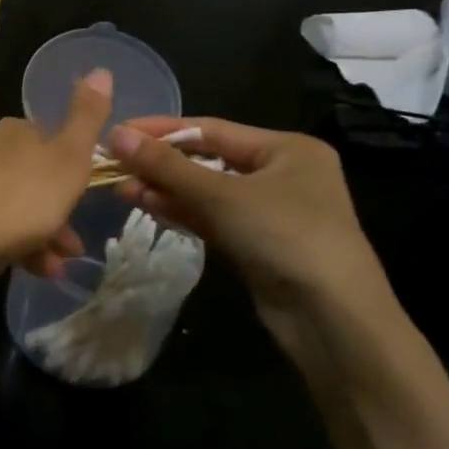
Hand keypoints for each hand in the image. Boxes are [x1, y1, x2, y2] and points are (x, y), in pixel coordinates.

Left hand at [0, 70, 113, 281]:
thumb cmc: (18, 199)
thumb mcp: (68, 160)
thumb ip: (86, 119)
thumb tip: (100, 70)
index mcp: (16, 133)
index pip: (50, 146)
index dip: (70, 179)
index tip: (83, 210)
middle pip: (26, 182)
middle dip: (52, 218)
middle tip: (68, 252)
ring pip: (2, 208)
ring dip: (29, 239)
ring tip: (46, 271)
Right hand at [107, 117, 409, 372]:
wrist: (333, 320)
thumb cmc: (286, 237)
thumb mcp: (223, 196)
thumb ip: (167, 166)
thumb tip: (116, 135)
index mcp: (287, 148)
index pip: (212, 129)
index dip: (162, 129)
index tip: (119, 131)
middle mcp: (282, 174)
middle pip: (209, 160)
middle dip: (161, 164)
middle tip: (115, 165)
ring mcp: (271, 213)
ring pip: (207, 192)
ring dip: (166, 190)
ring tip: (122, 188)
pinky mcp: (258, 245)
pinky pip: (213, 219)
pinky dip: (182, 213)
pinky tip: (148, 207)